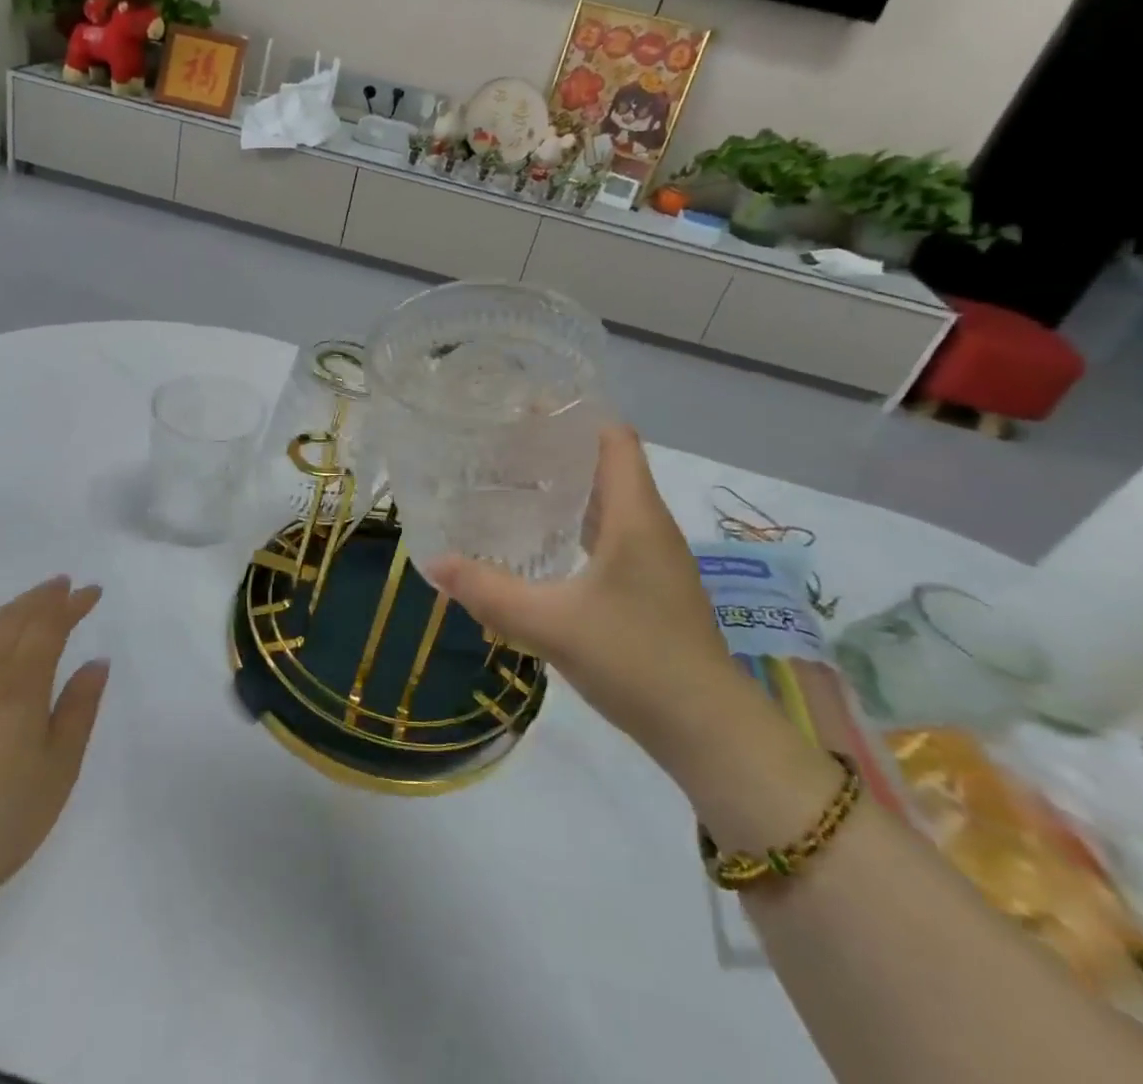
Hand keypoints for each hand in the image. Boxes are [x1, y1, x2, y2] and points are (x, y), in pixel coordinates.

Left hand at [0, 577, 109, 921]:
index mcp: (20, 689)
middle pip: (14, 621)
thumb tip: (97, 661)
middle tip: (65, 585)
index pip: (48, 628)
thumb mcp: (60, 768)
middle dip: (42, 598)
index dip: (71, 606)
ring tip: (32, 601)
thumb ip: (79, 709)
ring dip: (10, 609)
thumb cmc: (7, 819)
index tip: (92, 593)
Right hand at [424, 426, 748, 771]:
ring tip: (513, 483)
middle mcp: (650, 525)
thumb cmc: (636, 660)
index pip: (614, 437)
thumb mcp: (551, 624)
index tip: (525, 409)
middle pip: (608, 464)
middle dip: (558, 448)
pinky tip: (543, 543)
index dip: (575, 414)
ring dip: (567, 488)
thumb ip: (489, 592)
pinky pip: (612, 534)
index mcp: (635, 514)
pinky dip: (577, 524)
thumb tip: (433, 563)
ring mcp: (655, 558)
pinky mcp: (652, 586)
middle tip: (502, 445)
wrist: (709, 732)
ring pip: (609, 501)